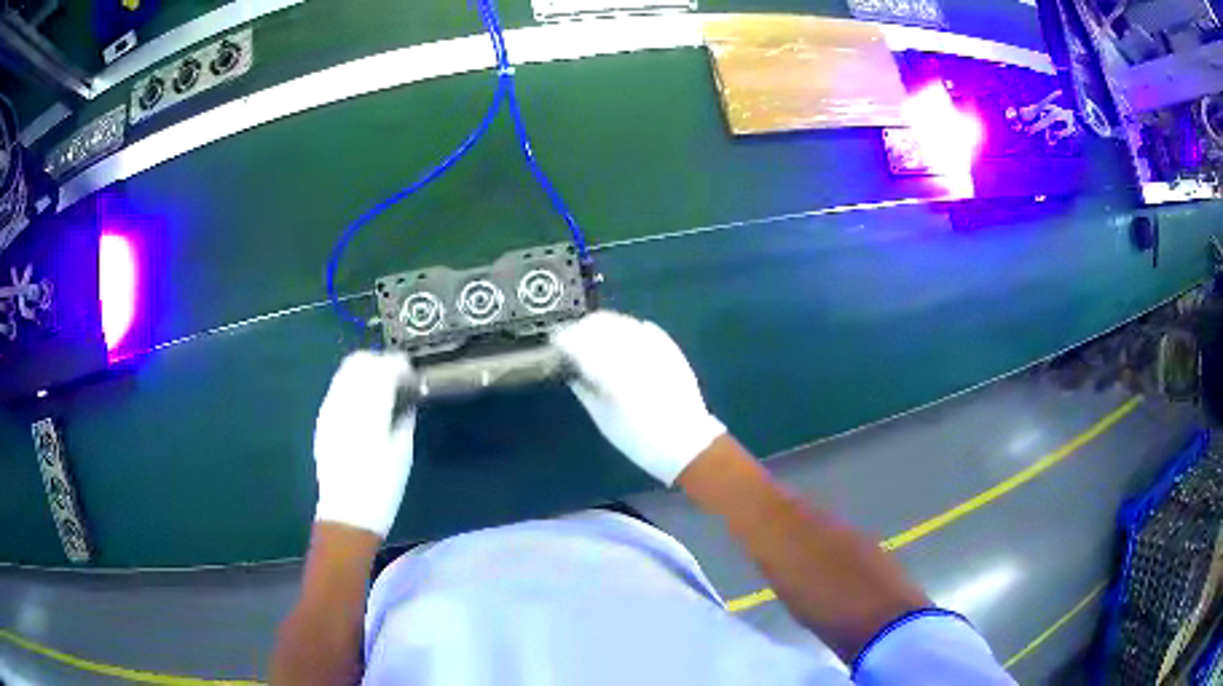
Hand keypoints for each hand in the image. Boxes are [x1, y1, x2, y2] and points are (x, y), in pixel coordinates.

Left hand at [313, 351, 415, 536]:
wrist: (347, 513)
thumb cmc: (382, 488)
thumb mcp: (403, 453)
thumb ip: (403, 418)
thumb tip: (406, 401)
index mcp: (369, 410)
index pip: (384, 368)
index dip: (401, 366)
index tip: (412, 377)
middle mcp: (345, 402)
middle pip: (360, 361)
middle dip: (381, 362)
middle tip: (398, 379)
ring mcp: (329, 409)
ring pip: (345, 371)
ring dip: (365, 372)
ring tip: (381, 389)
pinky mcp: (322, 419)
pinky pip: (338, 388)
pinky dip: (353, 386)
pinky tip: (364, 405)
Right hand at [552, 311, 725, 484]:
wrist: (685, 441)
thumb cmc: (638, 438)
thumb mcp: (603, 418)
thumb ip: (585, 388)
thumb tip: (571, 369)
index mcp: (611, 372)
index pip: (580, 341)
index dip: (564, 338)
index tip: (556, 343)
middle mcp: (632, 351)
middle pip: (600, 324)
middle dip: (582, 328)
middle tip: (572, 339)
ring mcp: (654, 346)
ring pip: (621, 322)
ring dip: (604, 326)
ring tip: (594, 338)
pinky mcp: (669, 347)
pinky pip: (643, 328)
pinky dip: (627, 329)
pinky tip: (622, 339)